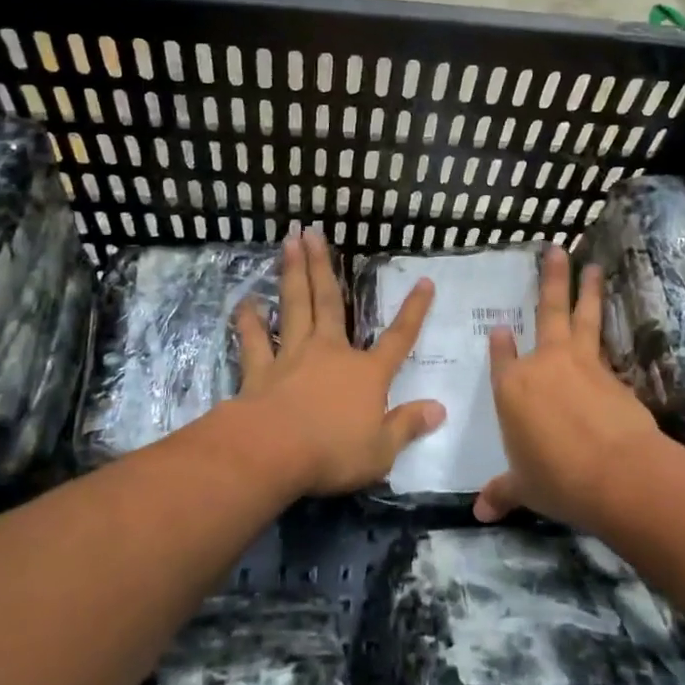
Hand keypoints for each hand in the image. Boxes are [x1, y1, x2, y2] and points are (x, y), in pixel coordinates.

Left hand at [231, 228, 441, 495]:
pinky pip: (254, 340)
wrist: (273, 453)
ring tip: (288, 243)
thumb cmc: (333, 452)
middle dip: (324, 266)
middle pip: (330, 302)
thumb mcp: (382, 450)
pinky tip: (245, 302)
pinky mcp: (260, 370)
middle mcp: (330, 353)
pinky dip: (249, 321)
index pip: (399, 338)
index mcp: (366, 372)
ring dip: (291, 274)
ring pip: (294, 306)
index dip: (414, 311)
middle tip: (313, 232)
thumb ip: (408, 426)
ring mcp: (292, 356)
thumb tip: (440, 409)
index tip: (425, 282)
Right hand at [474, 245, 662, 531]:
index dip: (501, 343)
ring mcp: (580, 363)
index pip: (502, 357)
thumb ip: (503, 492)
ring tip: (592, 264)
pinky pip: (604, 345)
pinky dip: (606, 329)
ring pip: (582, 316)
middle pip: (546, 312)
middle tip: (557, 249)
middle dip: (551, 279)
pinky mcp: (611, 373)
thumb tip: (480, 511)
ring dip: (587, 288)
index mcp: (512, 388)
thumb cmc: (557, 479)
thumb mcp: (525, 488)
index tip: (501, 328)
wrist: (617, 473)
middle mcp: (544, 364)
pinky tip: (610, 326)